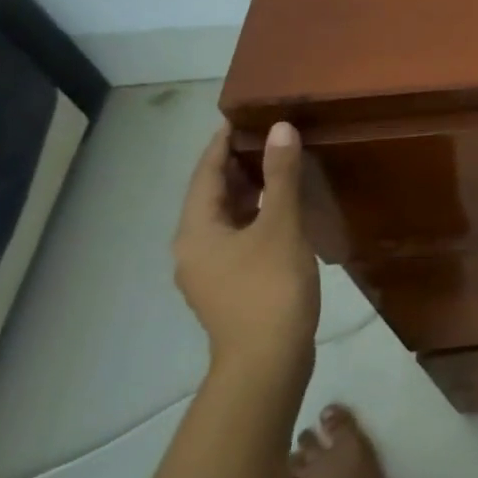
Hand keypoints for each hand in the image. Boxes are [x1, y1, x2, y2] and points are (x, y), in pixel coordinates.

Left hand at [172, 122, 319, 378]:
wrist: (267, 359)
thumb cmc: (269, 287)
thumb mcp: (280, 225)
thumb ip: (280, 176)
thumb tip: (279, 129)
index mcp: (195, 231)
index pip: (204, 174)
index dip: (221, 144)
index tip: (240, 117)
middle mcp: (194, 247)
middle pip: (212, 195)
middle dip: (236, 165)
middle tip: (268, 135)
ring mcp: (211, 270)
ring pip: (227, 217)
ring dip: (249, 190)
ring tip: (279, 165)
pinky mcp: (232, 285)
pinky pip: (239, 235)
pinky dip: (257, 215)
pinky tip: (283, 211)